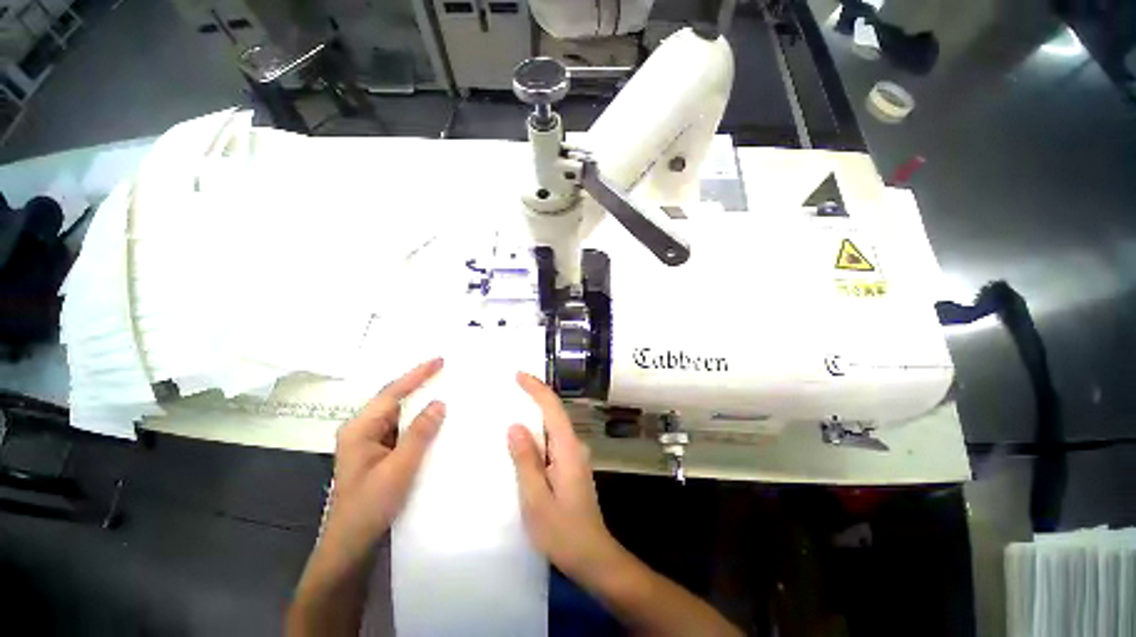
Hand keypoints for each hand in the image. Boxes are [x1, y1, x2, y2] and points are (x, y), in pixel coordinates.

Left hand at [323, 358, 445, 560]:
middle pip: (394, 399)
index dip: (417, 375)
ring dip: (421, 403)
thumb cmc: (369, 507)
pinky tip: (437, 420)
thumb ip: (419, 434)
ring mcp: (371, 442)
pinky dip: (420, 421)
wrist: (352, 546)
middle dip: (419, 384)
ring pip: (400, 414)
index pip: (392, 393)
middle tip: (447, 372)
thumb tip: (439, 402)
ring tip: (446, 389)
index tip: (440, 360)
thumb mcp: (398, 469)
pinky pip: (403, 429)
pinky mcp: (381, 453)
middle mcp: (363, 430)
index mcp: (360, 429)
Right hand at [507, 372, 619, 580]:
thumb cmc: (562, 531)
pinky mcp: (571, 466)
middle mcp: (574, 446)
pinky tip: (525, 437)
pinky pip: (553, 440)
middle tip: (511, 386)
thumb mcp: (535, 498)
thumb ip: (526, 460)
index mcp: (568, 449)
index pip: (553, 408)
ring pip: (554, 426)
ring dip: (536, 412)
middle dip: (535, 396)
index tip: (519, 375)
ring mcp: (575, 456)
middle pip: (555, 412)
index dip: (537, 389)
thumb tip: (515, 426)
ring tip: (514, 405)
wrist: (592, 556)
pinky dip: (539, 431)